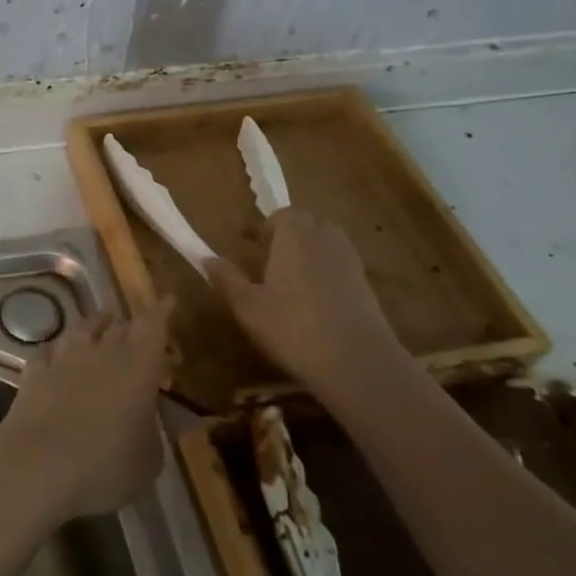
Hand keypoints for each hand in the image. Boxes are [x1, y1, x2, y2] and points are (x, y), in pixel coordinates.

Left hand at [0, 302, 172, 522]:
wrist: (36, 466)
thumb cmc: (105, 465)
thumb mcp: (149, 459)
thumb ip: (155, 431)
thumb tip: (158, 417)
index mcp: (138, 366)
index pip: (153, 325)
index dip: (162, 311)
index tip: (168, 300)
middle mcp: (101, 351)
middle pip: (119, 325)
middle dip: (131, 323)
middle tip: (139, 327)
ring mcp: (63, 358)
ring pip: (82, 329)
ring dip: (94, 326)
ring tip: (100, 326)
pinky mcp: (33, 372)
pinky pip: (49, 351)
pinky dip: (58, 351)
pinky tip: (58, 355)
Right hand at [204, 209, 400, 391]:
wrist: (356, 360)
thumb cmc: (292, 327)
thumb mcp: (248, 306)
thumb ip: (228, 279)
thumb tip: (207, 259)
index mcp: (295, 237)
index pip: (285, 214)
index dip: (270, 225)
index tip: (256, 243)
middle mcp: (326, 240)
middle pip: (311, 224)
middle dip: (293, 235)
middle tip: (273, 260)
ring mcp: (351, 262)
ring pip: (329, 244)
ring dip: (312, 253)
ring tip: (293, 281)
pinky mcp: (367, 286)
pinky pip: (342, 267)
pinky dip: (329, 274)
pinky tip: (316, 303)